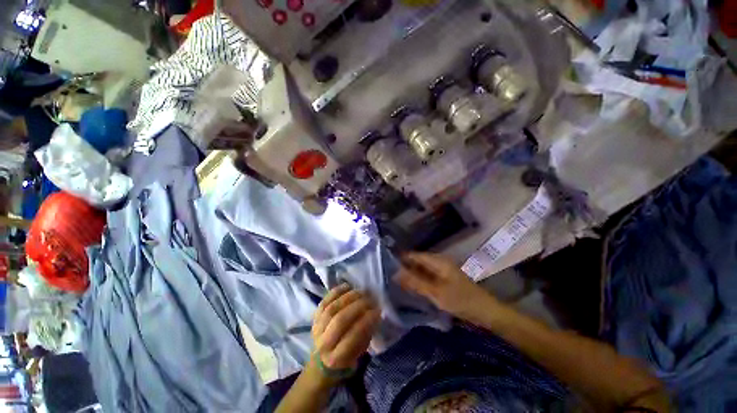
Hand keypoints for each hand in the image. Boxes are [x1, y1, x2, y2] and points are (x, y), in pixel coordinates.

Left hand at [312, 284, 379, 370]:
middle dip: (357, 306)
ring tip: (361, 292)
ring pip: (331, 309)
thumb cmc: (345, 357)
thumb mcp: (358, 352)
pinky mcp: (314, 317)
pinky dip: (336, 292)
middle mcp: (324, 343)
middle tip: (370, 299)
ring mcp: (317, 329)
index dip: (365, 322)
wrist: (321, 360)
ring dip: (348, 297)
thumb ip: (365, 334)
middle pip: (340, 320)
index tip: (377, 311)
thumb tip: (374, 314)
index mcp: (336, 358)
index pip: (351, 337)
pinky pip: (324, 301)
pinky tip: (347, 286)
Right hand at [397, 252, 488, 317]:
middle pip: (418, 261)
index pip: (414, 255)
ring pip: (422, 270)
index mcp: (438, 261)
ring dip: (411, 275)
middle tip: (389, 275)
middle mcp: (439, 262)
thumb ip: (415, 282)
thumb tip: (396, 273)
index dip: (401, 258)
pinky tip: (411, 287)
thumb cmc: (461, 300)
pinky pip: (428, 277)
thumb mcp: (436, 292)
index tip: (386, 264)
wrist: (485, 312)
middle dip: (405, 267)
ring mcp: (442, 271)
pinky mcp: (444, 279)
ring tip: (396, 281)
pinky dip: (419, 281)